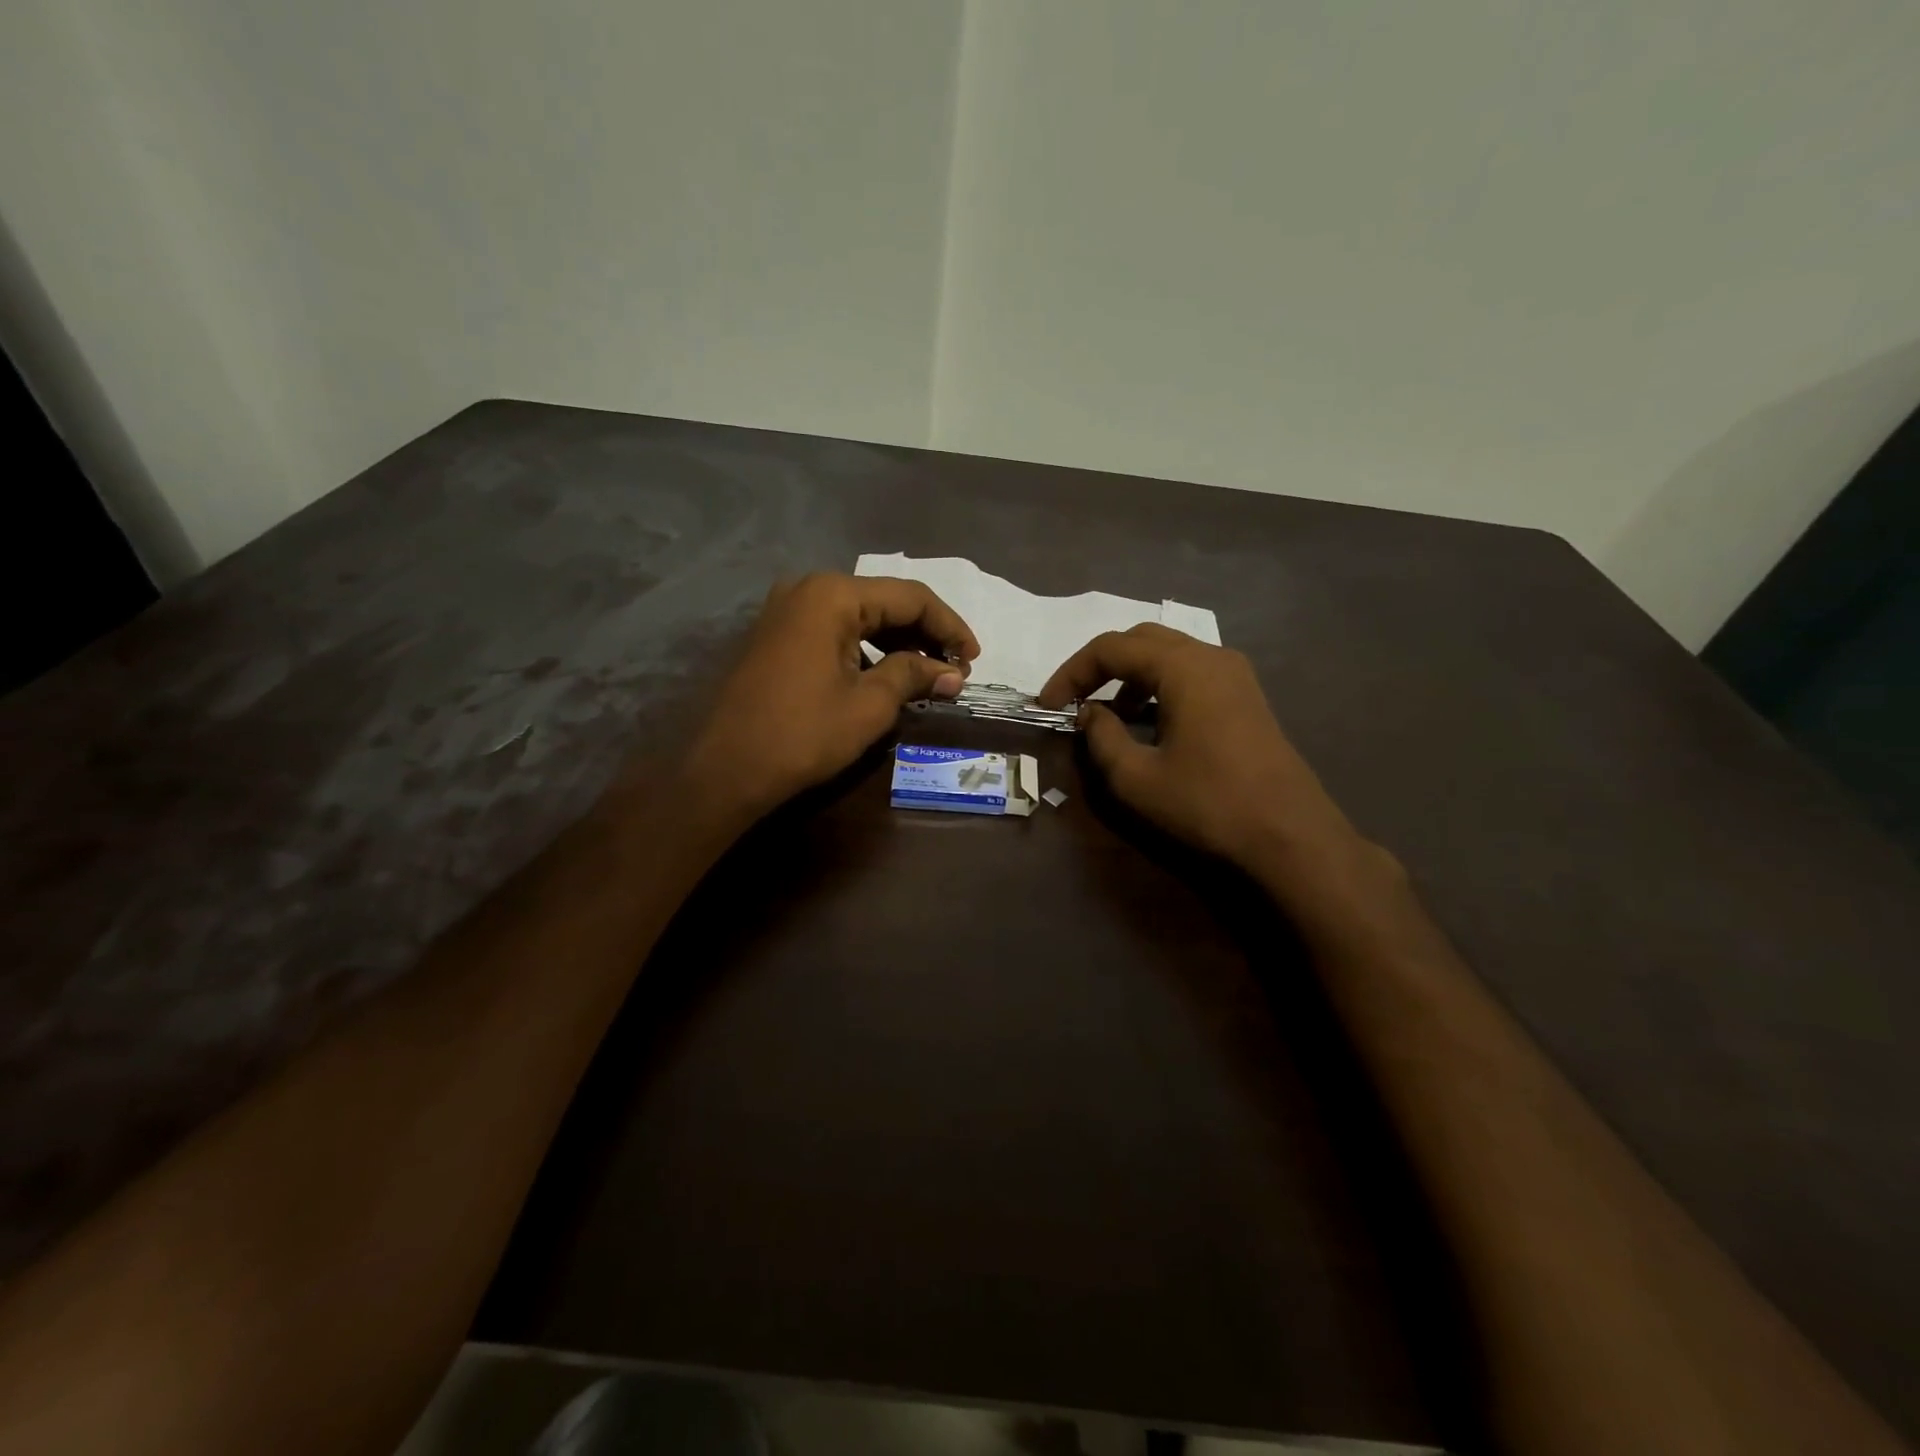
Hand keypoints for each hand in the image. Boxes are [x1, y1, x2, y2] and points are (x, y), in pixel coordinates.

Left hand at [681, 573, 978, 824]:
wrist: (724, 769)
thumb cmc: (803, 734)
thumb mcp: (869, 705)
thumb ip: (914, 676)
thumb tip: (954, 673)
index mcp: (833, 595)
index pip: (911, 597)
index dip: (950, 626)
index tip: (976, 658)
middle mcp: (808, 590)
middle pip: (884, 602)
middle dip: (925, 634)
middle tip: (956, 669)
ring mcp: (787, 611)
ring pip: (860, 617)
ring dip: (898, 643)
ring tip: (929, 676)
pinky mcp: (777, 636)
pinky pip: (835, 632)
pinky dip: (867, 651)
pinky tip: (887, 677)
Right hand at [1038, 624, 1371, 877]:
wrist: (1290, 835)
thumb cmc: (1208, 804)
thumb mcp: (1137, 778)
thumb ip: (1101, 738)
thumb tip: (1088, 713)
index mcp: (1183, 667)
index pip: (1111, 648)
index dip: (1072, 672)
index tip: (1047, 705)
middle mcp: (1211, 657)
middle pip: (1141, 640)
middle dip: (1100, 666)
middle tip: (1073, 700)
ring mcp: (1235, 675)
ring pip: (1169, 655)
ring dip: (1130, 677)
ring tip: (1107, 716)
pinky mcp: (1246, 697)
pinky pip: (1191, 674)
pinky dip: (1159, 687)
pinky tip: (1148, 723)